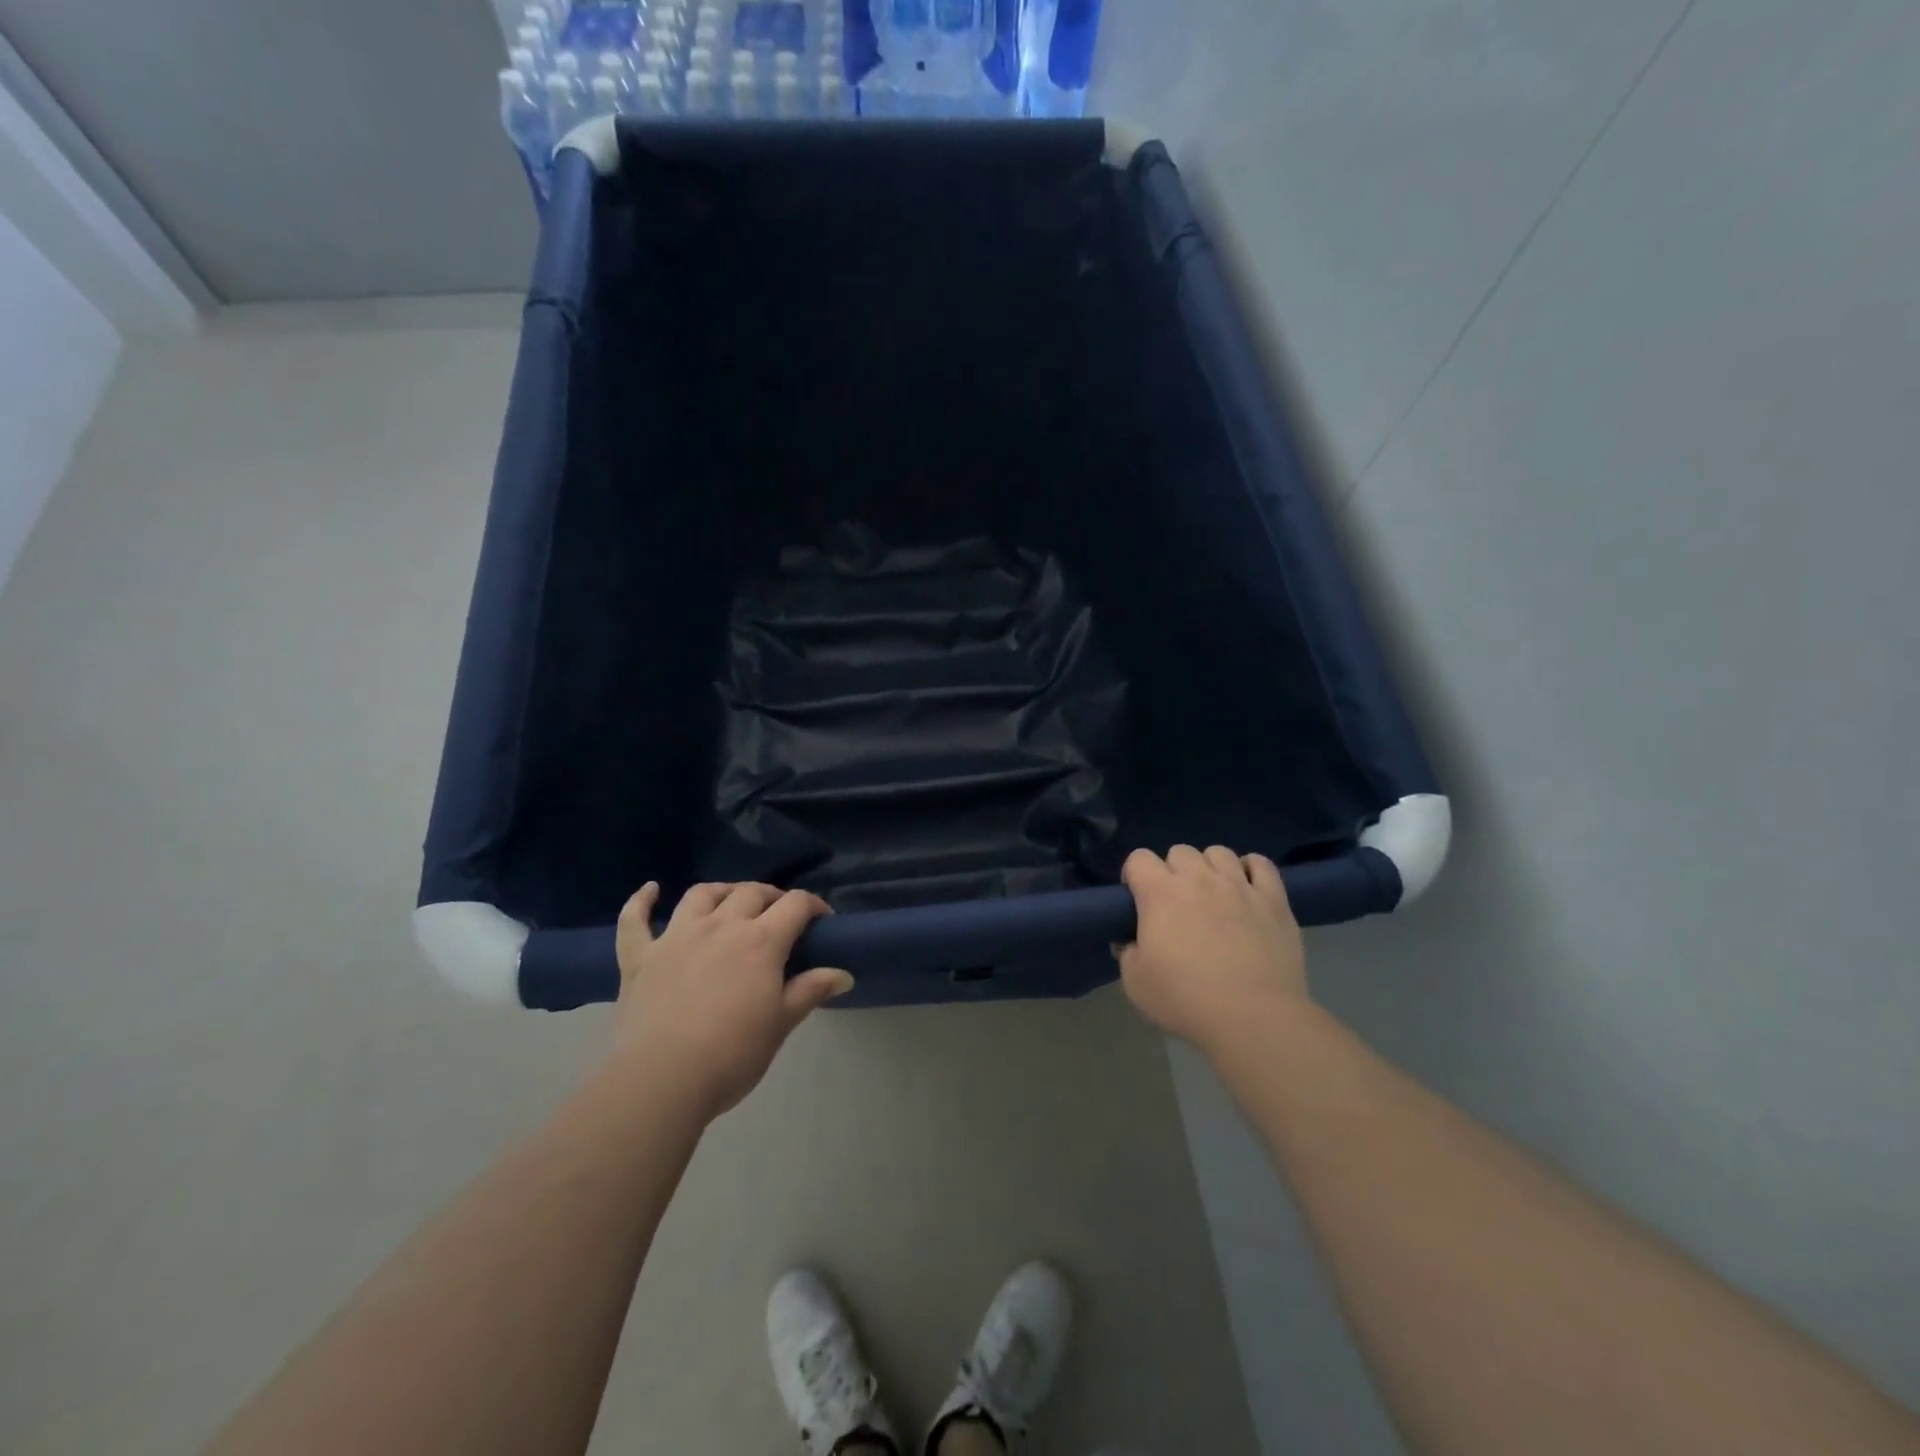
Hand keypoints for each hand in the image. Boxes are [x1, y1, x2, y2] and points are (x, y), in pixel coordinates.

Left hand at [612, 882, 852, 1117]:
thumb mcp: (781, 1023)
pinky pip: (635, 920)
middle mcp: (720, 926)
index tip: (822, 920)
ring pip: (702, 895)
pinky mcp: (640, 956)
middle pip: (751, 893)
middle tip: (779, 915)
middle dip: (771, 897)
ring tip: (730, 901)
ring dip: (721, 892)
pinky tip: (650, 890)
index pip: (796, 905)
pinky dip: (642, 901)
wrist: (663, 1079)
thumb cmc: (733, 1053)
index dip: (813, 905)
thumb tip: (844, 974)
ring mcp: (676, 937)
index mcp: (761, 941)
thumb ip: (811, 990)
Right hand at [1115, 845, 1308, 1053]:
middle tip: (1176, 904)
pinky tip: (1247, 889)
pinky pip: (1262, 865)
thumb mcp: (1135, 983)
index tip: (1138, 901)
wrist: (1253, 1018)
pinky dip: (1251, 870)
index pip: (1138, 858)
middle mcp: (1199, 878)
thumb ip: (1127, 953)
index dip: (1134, 876)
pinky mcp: (1273, 900)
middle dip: (1173, 871)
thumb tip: (1129, 941)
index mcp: (1160, 893)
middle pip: (1180, 851)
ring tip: (1213, 895)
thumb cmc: (1186, 999)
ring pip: (1219, 852)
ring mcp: (1239, 885)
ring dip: (1210, 868)